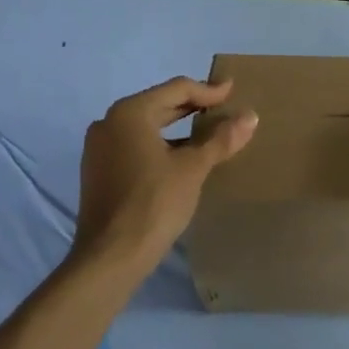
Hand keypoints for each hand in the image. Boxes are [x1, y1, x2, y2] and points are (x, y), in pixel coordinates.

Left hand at [74, 77, 257, 277]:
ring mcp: (99, 148)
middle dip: (193, 106)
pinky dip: (161, 144)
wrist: (110, 259)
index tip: (232, 90)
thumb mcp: (193, 168)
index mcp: (130, 112)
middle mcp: (109, 122)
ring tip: (208, 132)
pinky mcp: (98, 171)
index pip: (176, 89)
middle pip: (160, 104)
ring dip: (178, 127)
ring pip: (147, 126)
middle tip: (223, 107)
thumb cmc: (154, 203)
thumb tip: (250, 116)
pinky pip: (135, 144)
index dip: (208, 90)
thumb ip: (221, 139)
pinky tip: (182, 156)